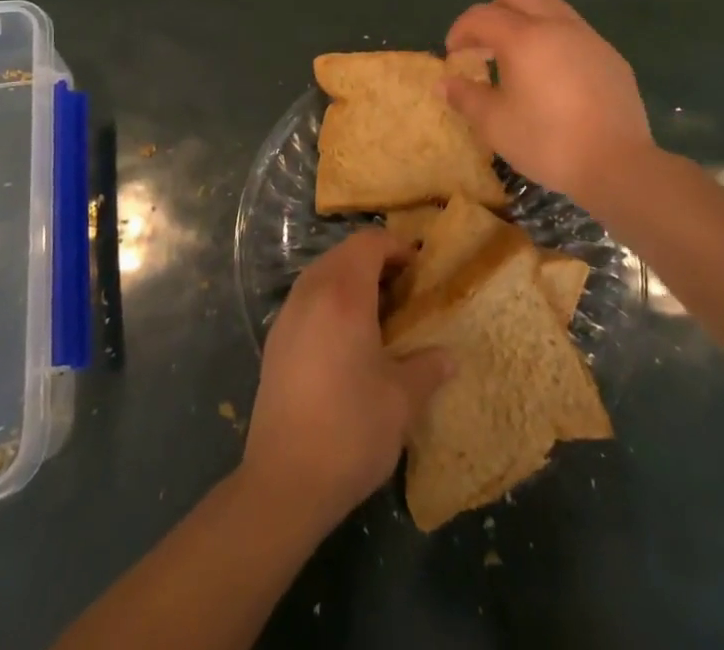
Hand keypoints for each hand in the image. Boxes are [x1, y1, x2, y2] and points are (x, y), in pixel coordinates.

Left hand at [242, 231, 451, 532]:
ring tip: (379, 315)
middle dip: (375, 261)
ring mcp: (287, 314)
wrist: (284, 480)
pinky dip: (330, 300)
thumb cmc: (350, 431)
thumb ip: (427, 369)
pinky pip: (307, 298)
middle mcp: (311, 292)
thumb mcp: (401, 401)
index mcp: (343, 295)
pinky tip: (346, 340)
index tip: (419, 270)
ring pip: (322, 274)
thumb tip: (448, 357)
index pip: (368, 243)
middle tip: (404, 291)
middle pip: (343, 253)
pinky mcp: (275, 339)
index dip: (396, 247)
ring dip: (351, 280)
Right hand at [443, 0, 656, 202]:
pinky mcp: (610, 55)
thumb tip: (443, 83)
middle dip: (492, 12)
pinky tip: (553, 73)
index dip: (460, 31)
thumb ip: (465, 97)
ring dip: (526, 18)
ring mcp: (587, 37)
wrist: (618, 164)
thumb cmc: (547, 141)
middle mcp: (555, 25)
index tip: (453, 55)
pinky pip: (574, 29)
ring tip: (518, 53)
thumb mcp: (495, 124)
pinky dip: (554, 37)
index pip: (480, 16)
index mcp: (522, 38)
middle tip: (483, 46)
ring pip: (549, 4)